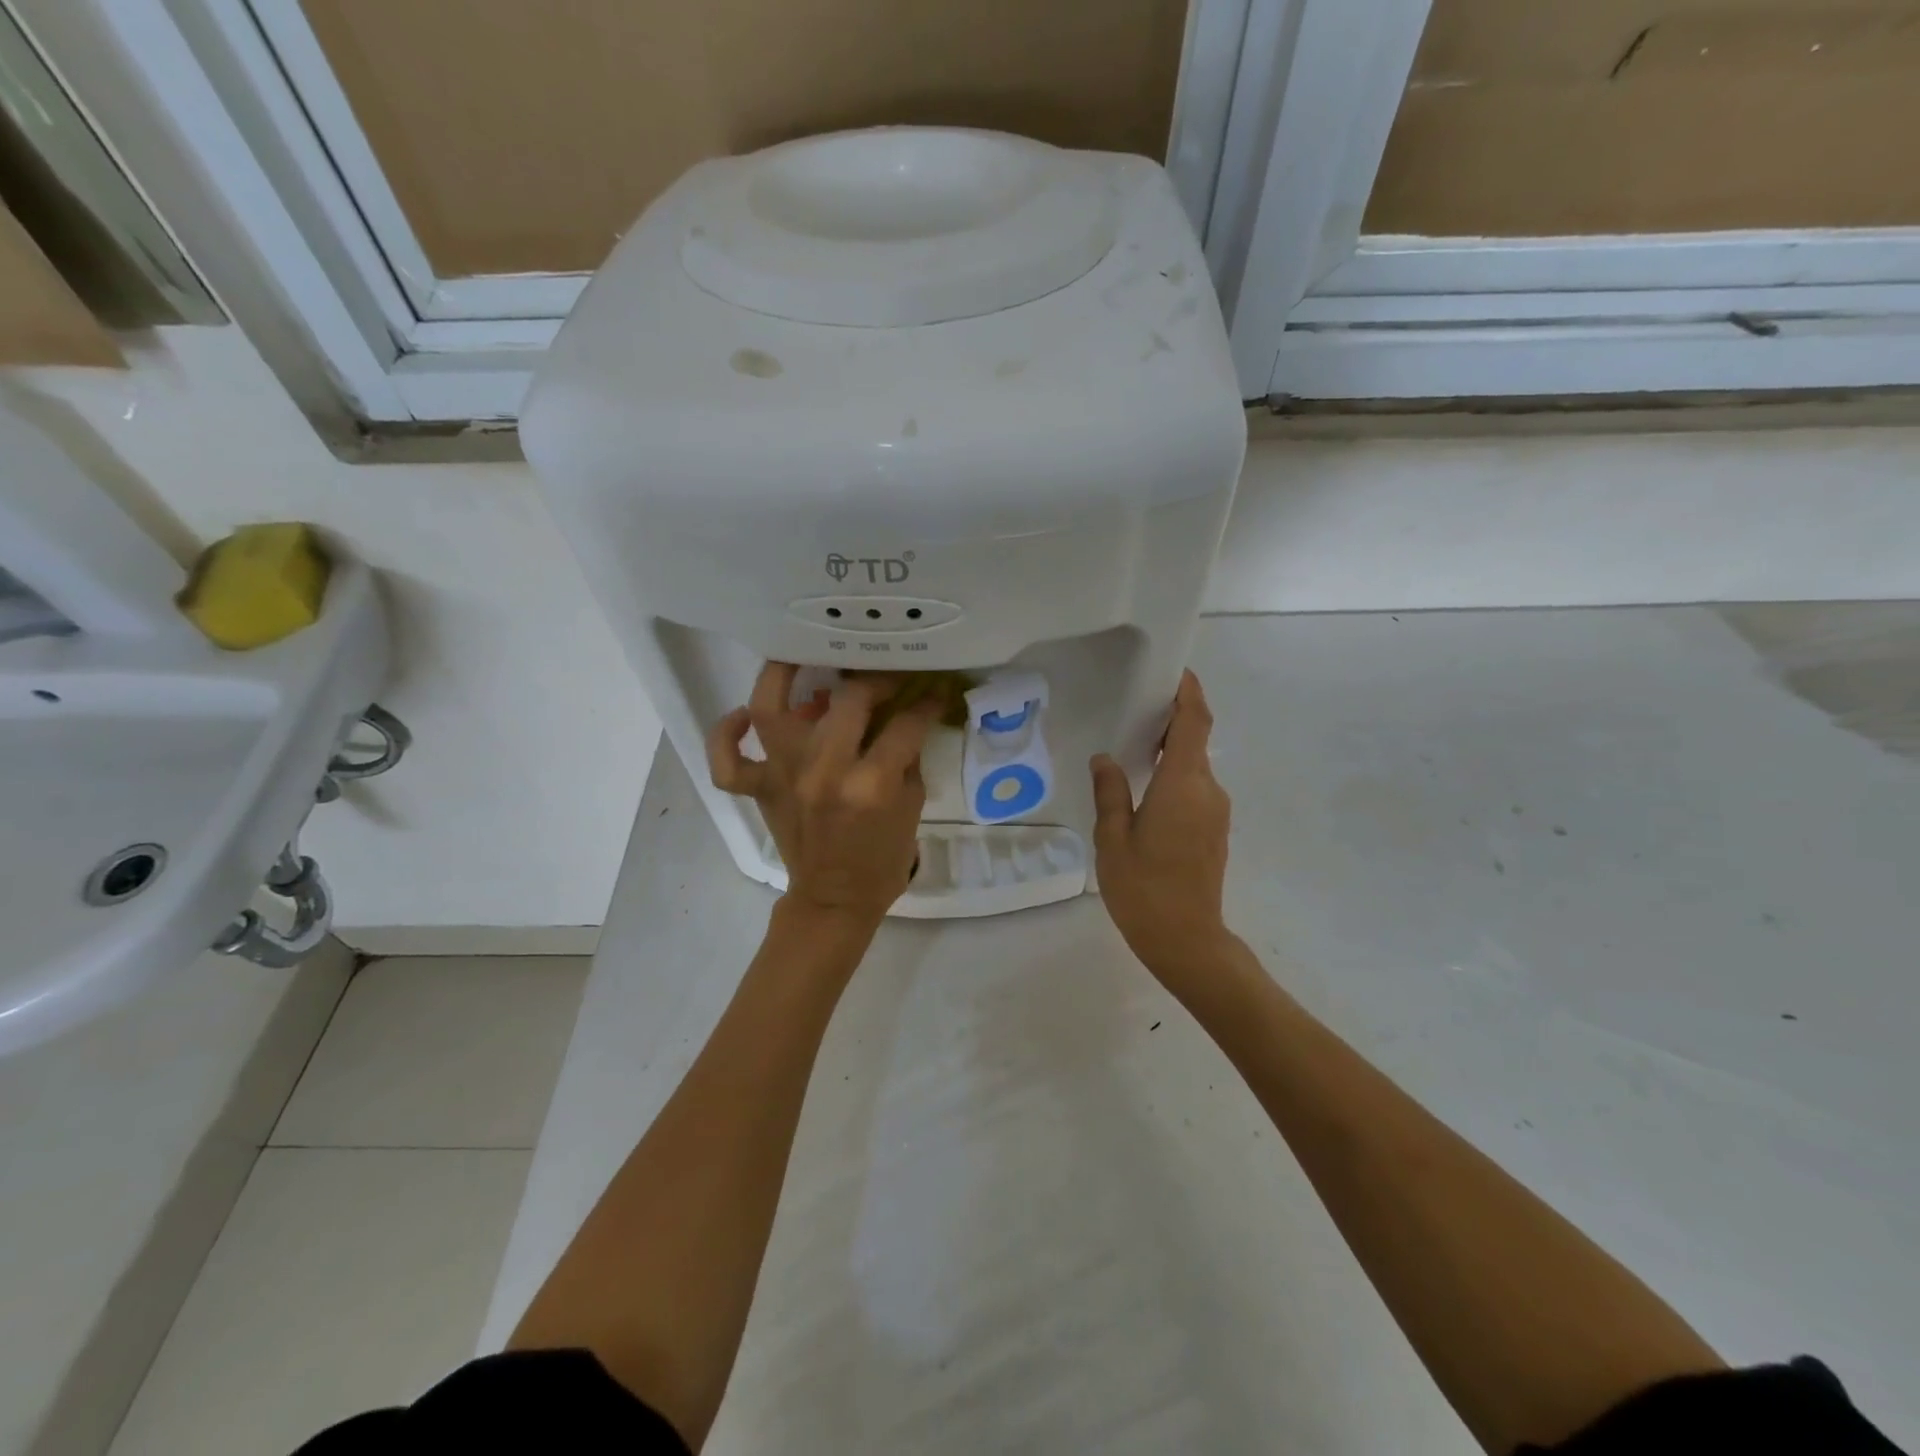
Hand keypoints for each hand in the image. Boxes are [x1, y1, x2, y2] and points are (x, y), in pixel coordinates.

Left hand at [708, 663, 938, 929]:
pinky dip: (726, 734)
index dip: (926, 703)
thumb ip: (906, 756)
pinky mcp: (761, 791)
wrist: (836, 901)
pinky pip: (728, 761)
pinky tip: (743, 716)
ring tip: (801, 654)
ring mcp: (785, 778)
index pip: (906, 724)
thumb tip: (905, 714)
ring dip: (783, 674)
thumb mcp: (912, 806)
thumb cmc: (881, 860)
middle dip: (876, 680)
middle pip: (848, 700)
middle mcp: (825, 772)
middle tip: (885, 678)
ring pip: (770, 709)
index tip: (933, 691)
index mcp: (872, 784)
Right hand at [1091, 671, 1235, 979]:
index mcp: (1183, 784)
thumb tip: (1105, 759)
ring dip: (1173, 748)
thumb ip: (1110, 793)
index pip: (1194, 722)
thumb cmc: (1144, 888)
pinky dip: (1176, 773)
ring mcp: (1216, 811)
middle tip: (1136, 706)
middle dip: (1174, 717)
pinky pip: (1196, 787)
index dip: (1188, 692)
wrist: (1188, 940)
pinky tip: (1146, 785)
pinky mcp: (1214, 829)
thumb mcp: (1113, 839)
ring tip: (1134, 744)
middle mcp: (1207, 789)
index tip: (1174, 671)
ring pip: (1196, 765)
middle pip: (1197, 739)